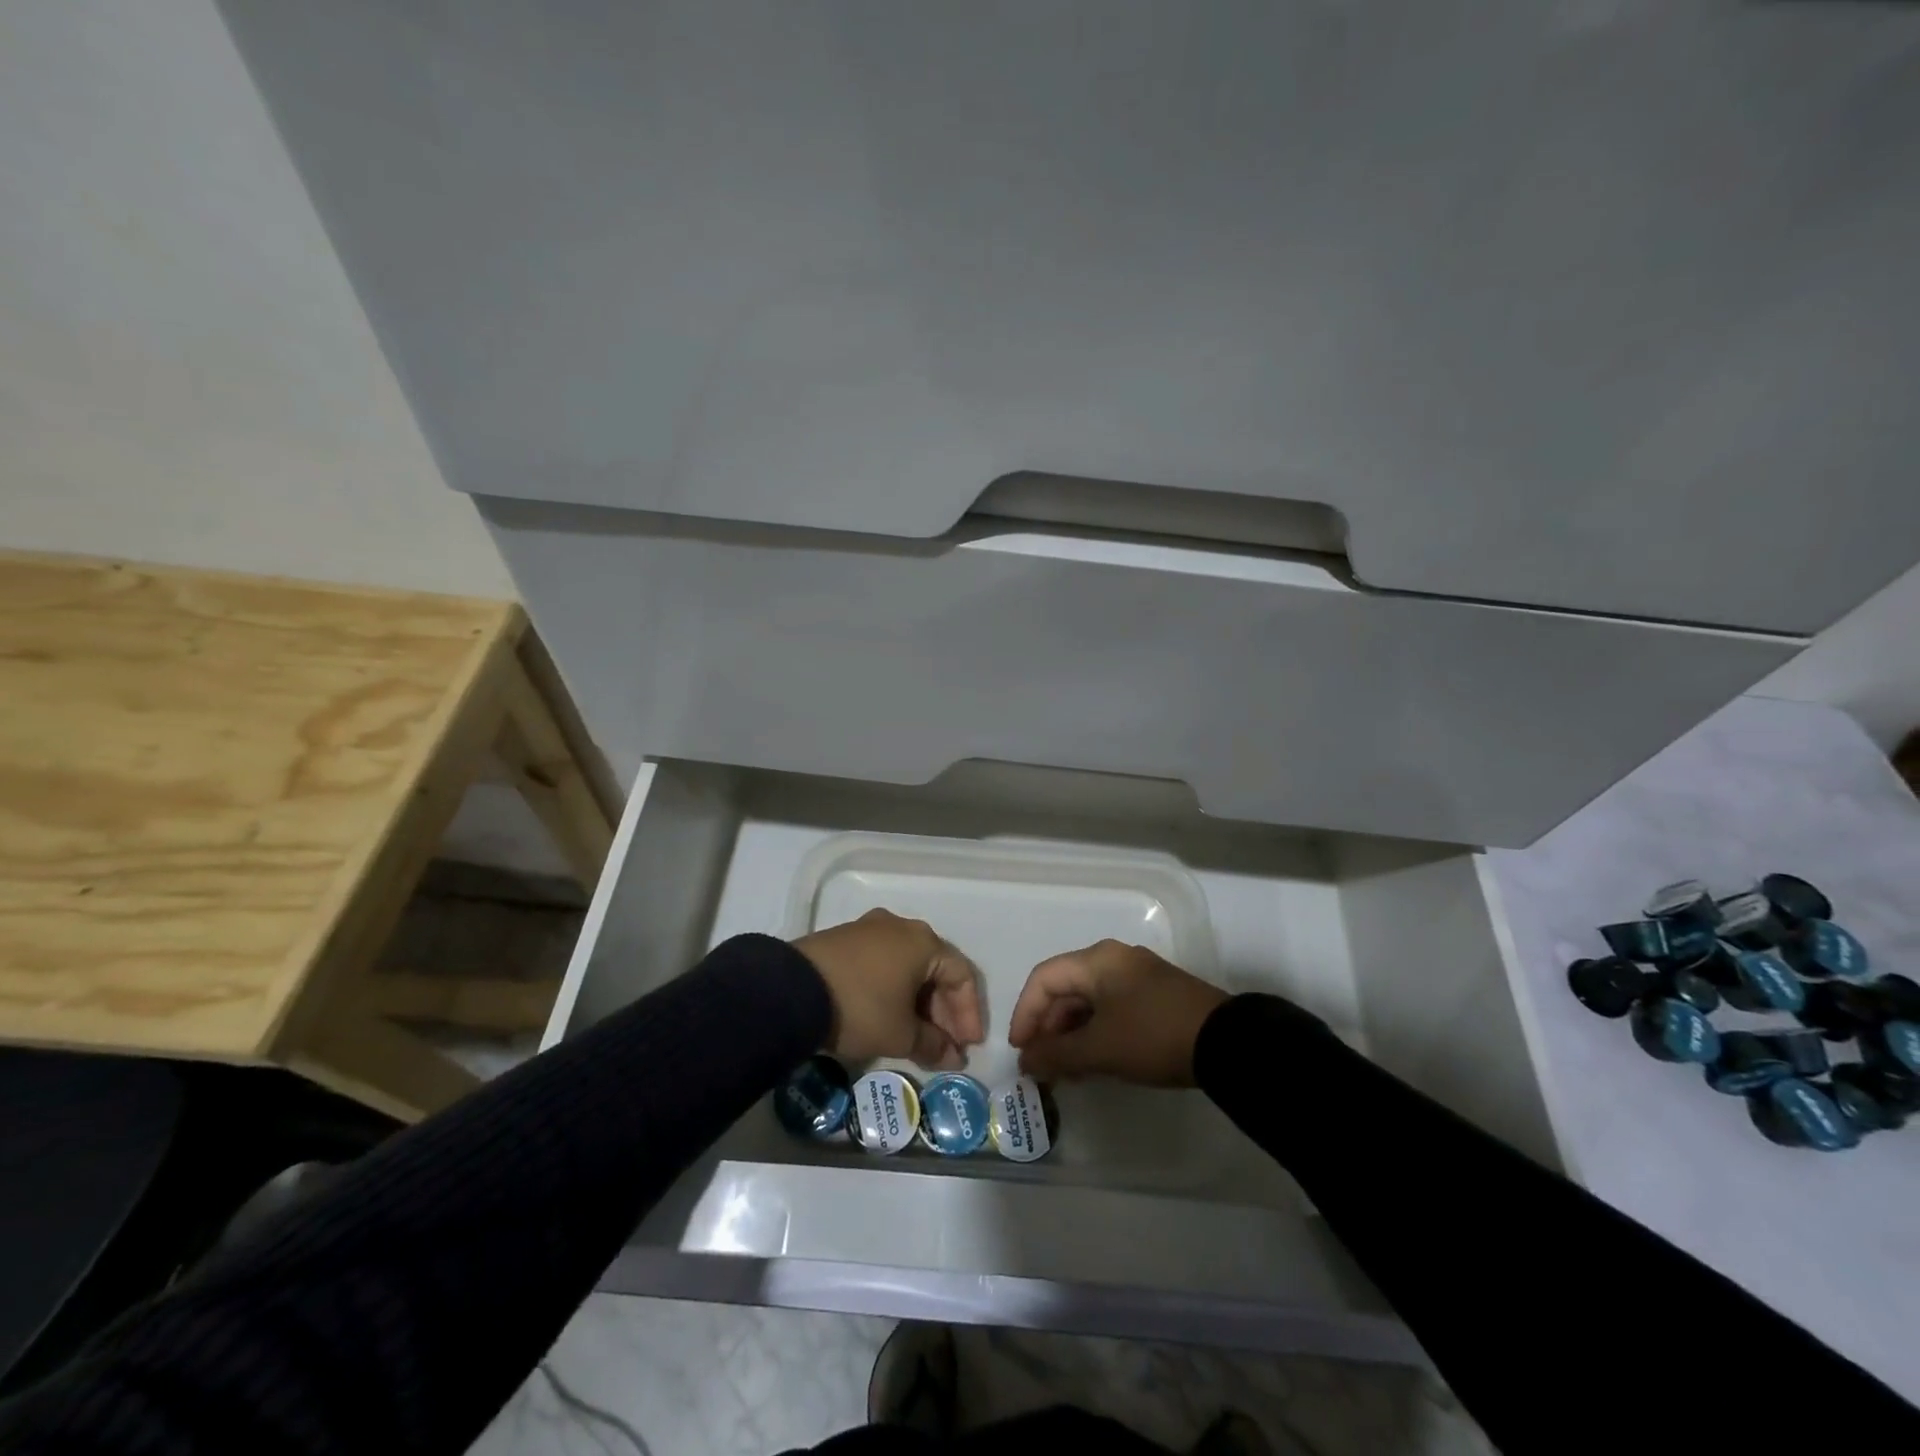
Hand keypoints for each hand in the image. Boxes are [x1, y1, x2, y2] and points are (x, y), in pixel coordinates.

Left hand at [794, 909, 984, 1069]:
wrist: (792, 990)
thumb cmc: (860, 1007)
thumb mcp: (900, 1034)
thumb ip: (932, 1045)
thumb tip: (952, 1057)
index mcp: (923, 942)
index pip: (961, 975)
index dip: (969, 1013)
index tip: (967, 1045)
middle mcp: (901, 927)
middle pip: (935, 968)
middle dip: (943, 1009)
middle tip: (943, 1044)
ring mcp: (870, 929)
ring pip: (908, 965)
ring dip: (918, 1001)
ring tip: (916, 1035)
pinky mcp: (845, 938)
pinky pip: (883, 963)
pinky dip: (893, 988)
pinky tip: (888, 1014)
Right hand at [1007, 939, 1228, 1086]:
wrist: (1227, 1044)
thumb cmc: (1153, 1036)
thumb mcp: (1100, 1049)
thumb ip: (1057, 1054)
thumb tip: (1025, 1061)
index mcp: (1097, 960)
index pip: (1044, 979)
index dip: (1025, 1013)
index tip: (1021, 1050)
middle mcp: (1114, 960)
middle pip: (1066, 989)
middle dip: (1049, 1028)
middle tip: (1043, 1066)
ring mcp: (1137, 977)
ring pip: (1089, 1002)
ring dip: (1071, 1035)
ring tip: (1067, 1072)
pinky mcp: (1155, 997)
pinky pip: (1111, 1010)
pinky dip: (1095, 1034)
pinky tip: (1095, 1064)